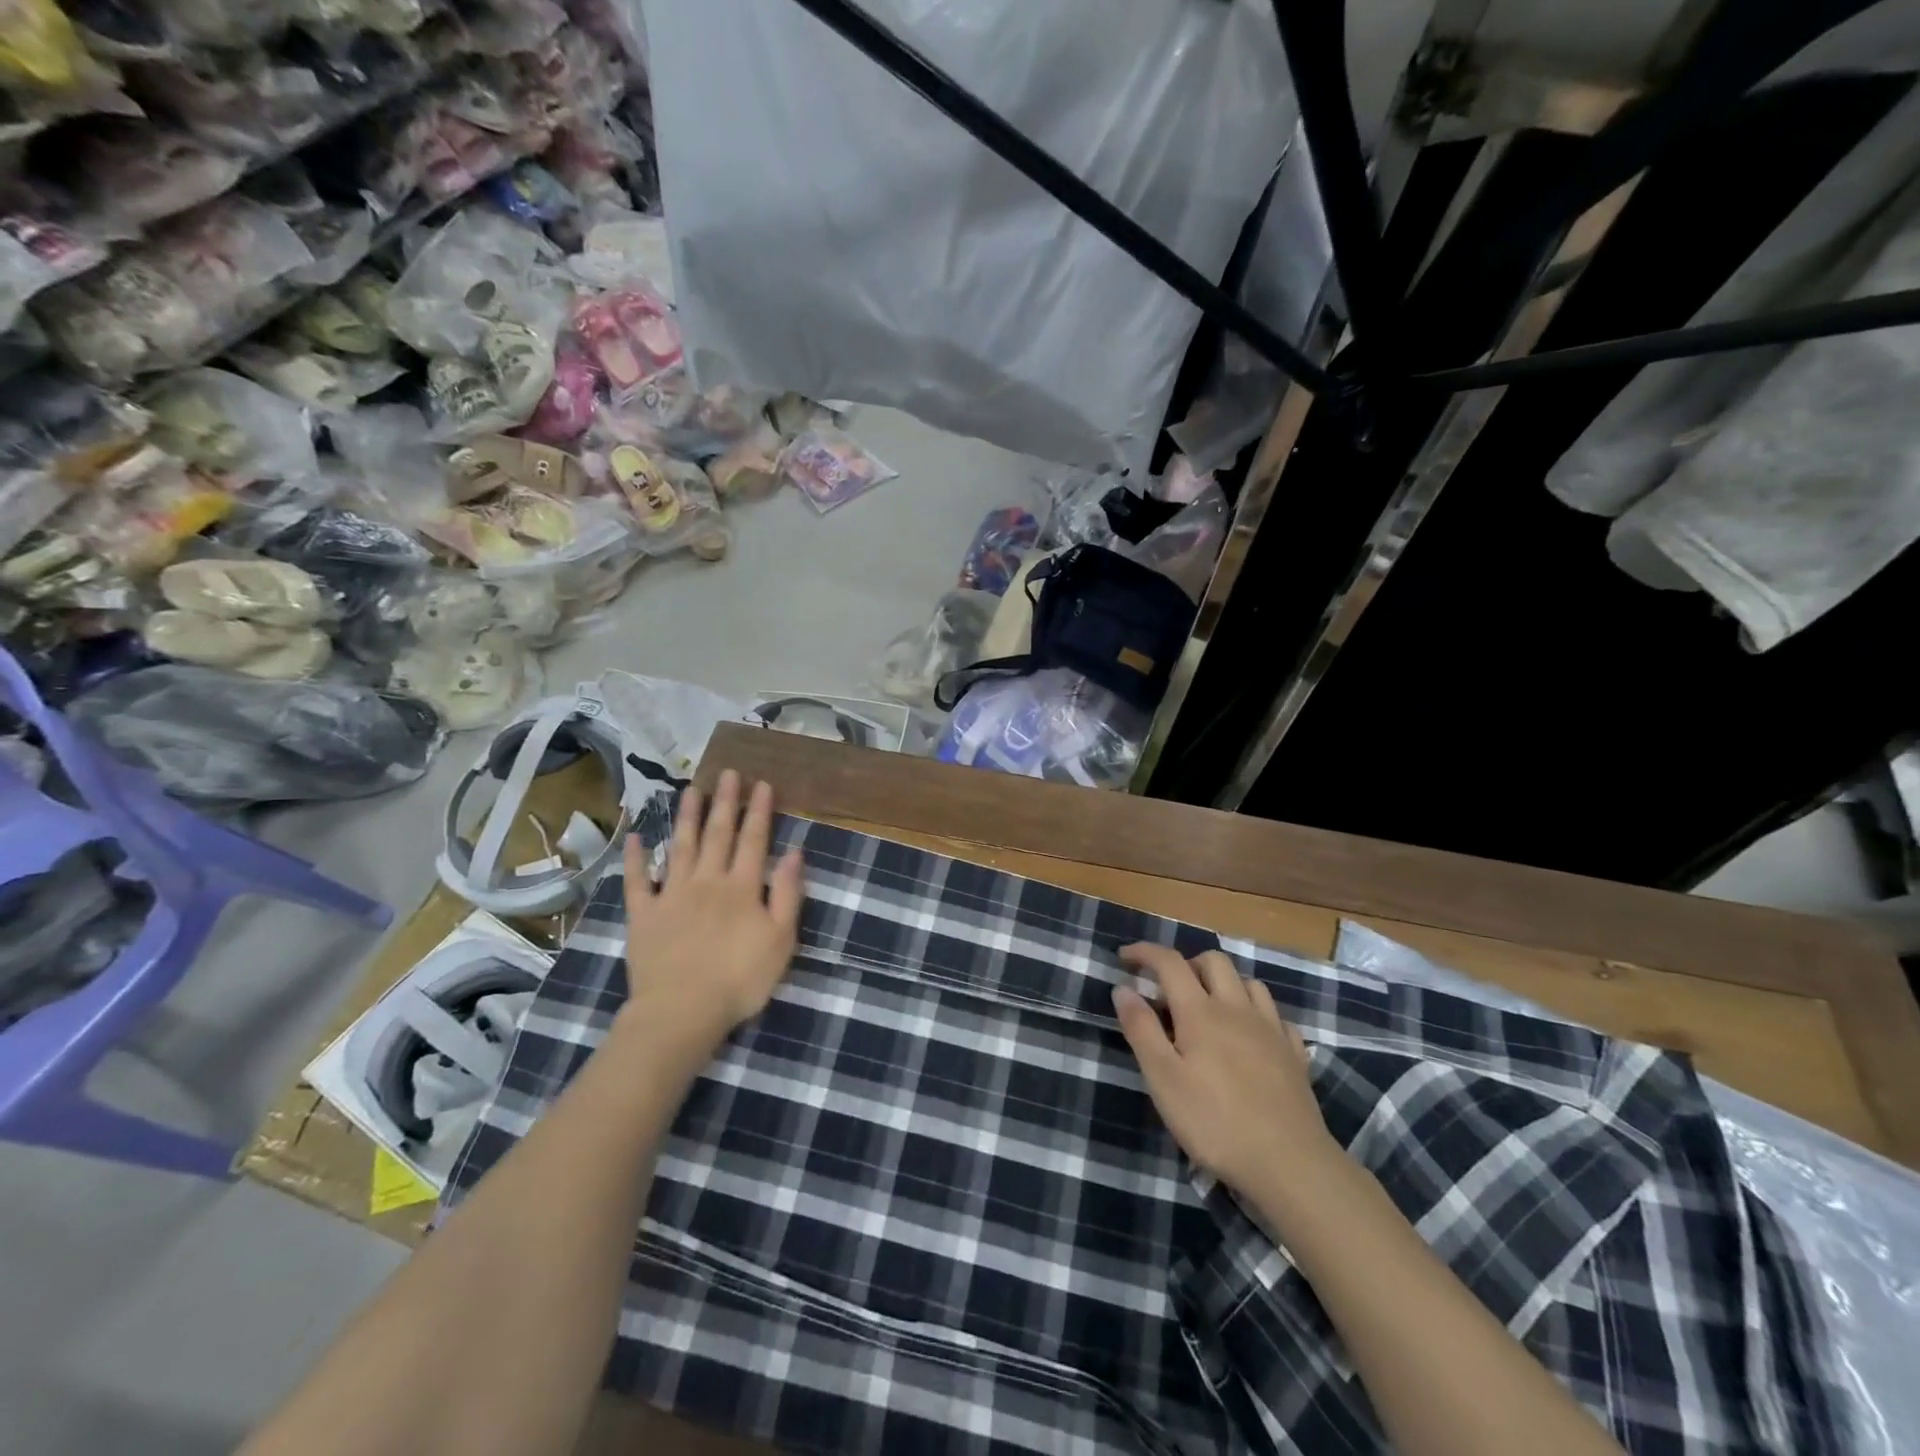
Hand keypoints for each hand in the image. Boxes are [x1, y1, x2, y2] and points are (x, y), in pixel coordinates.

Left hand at [619, 771, 805, 1057]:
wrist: (681, 1012)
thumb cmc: (739, 980)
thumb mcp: (781, 940)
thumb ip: (788, 894)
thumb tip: (794, 853)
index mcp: (743, 888)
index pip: (754, 840)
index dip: (759, 811)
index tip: (762, 784)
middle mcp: (707, 881)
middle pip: (718, 834)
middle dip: (725, 802)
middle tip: (728, 773)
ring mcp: (672, 895)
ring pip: (681, 846)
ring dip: (687, 816)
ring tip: (692, 789)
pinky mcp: (644, 914)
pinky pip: (638, 880)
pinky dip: (636, 857)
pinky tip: (636, 837)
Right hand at [1113, 944, 1335, 1191]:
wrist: (1289, 1164)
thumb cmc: (1214, 1122)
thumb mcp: (1163, 1079)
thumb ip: (1141, 1029)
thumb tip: (1122, 988)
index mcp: (1200, 1012)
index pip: (1170, 963)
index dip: (1145, 953)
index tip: (1124, 957)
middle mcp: (1237, 1009)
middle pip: (1214, 961)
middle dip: (1187, 963)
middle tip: (1168, 989)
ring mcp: (1271, 1030)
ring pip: (1249, 982)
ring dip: (1224, 983)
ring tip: (1209, 1007)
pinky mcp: (1294, 1055)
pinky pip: (1277, 1016)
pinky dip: (1257, 1013)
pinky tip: (1251, 1035)